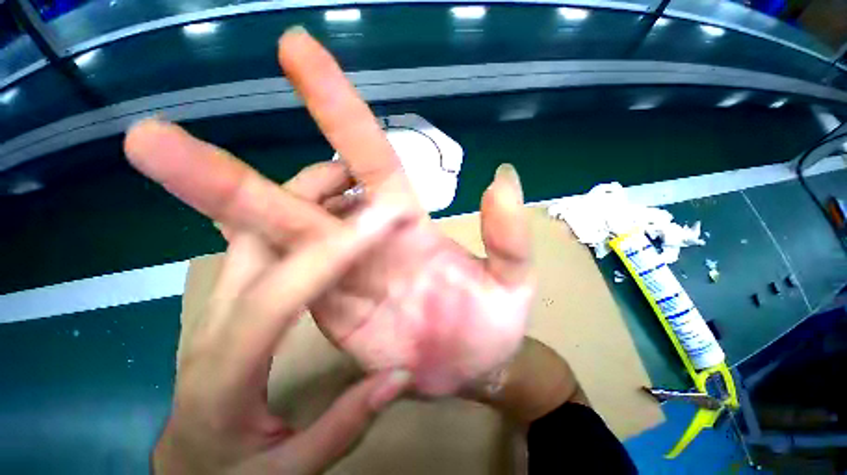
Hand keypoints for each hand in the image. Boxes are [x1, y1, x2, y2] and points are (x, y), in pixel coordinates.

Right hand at [125, 27, 533, 395]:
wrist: (478, 367)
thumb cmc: (497, 324)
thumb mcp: (515, 278)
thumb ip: (509, 233)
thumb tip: (501, 177)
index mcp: (411, 226)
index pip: (369, 154)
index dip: (336, 105)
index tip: (295, 49)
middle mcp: (369, 241)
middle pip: (300, 195)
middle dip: (235, 167)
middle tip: (158, 132)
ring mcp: (346, 278)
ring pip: (280, 236)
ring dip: (225, 202)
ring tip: (156, 160)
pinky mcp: (334, 315)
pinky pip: (287, 282)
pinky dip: (254, 258)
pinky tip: (215, 237)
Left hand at [154, 206, 410, 473]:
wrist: (188, 466)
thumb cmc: (232, 472)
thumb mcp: (287, 471)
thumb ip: (345, 425)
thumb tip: (398, 374)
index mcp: (226, 366)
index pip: (282, 291)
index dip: (335, 251)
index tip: (380, 220)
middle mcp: (217, 317)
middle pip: (253, 233)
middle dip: (306, 194)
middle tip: (356, 175)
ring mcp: (221, 299)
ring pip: (256, 226)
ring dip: (303, 198)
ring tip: (350, 185)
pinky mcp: (234, 295)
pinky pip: (267, 241)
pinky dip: (301, 217)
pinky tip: (333, 215)